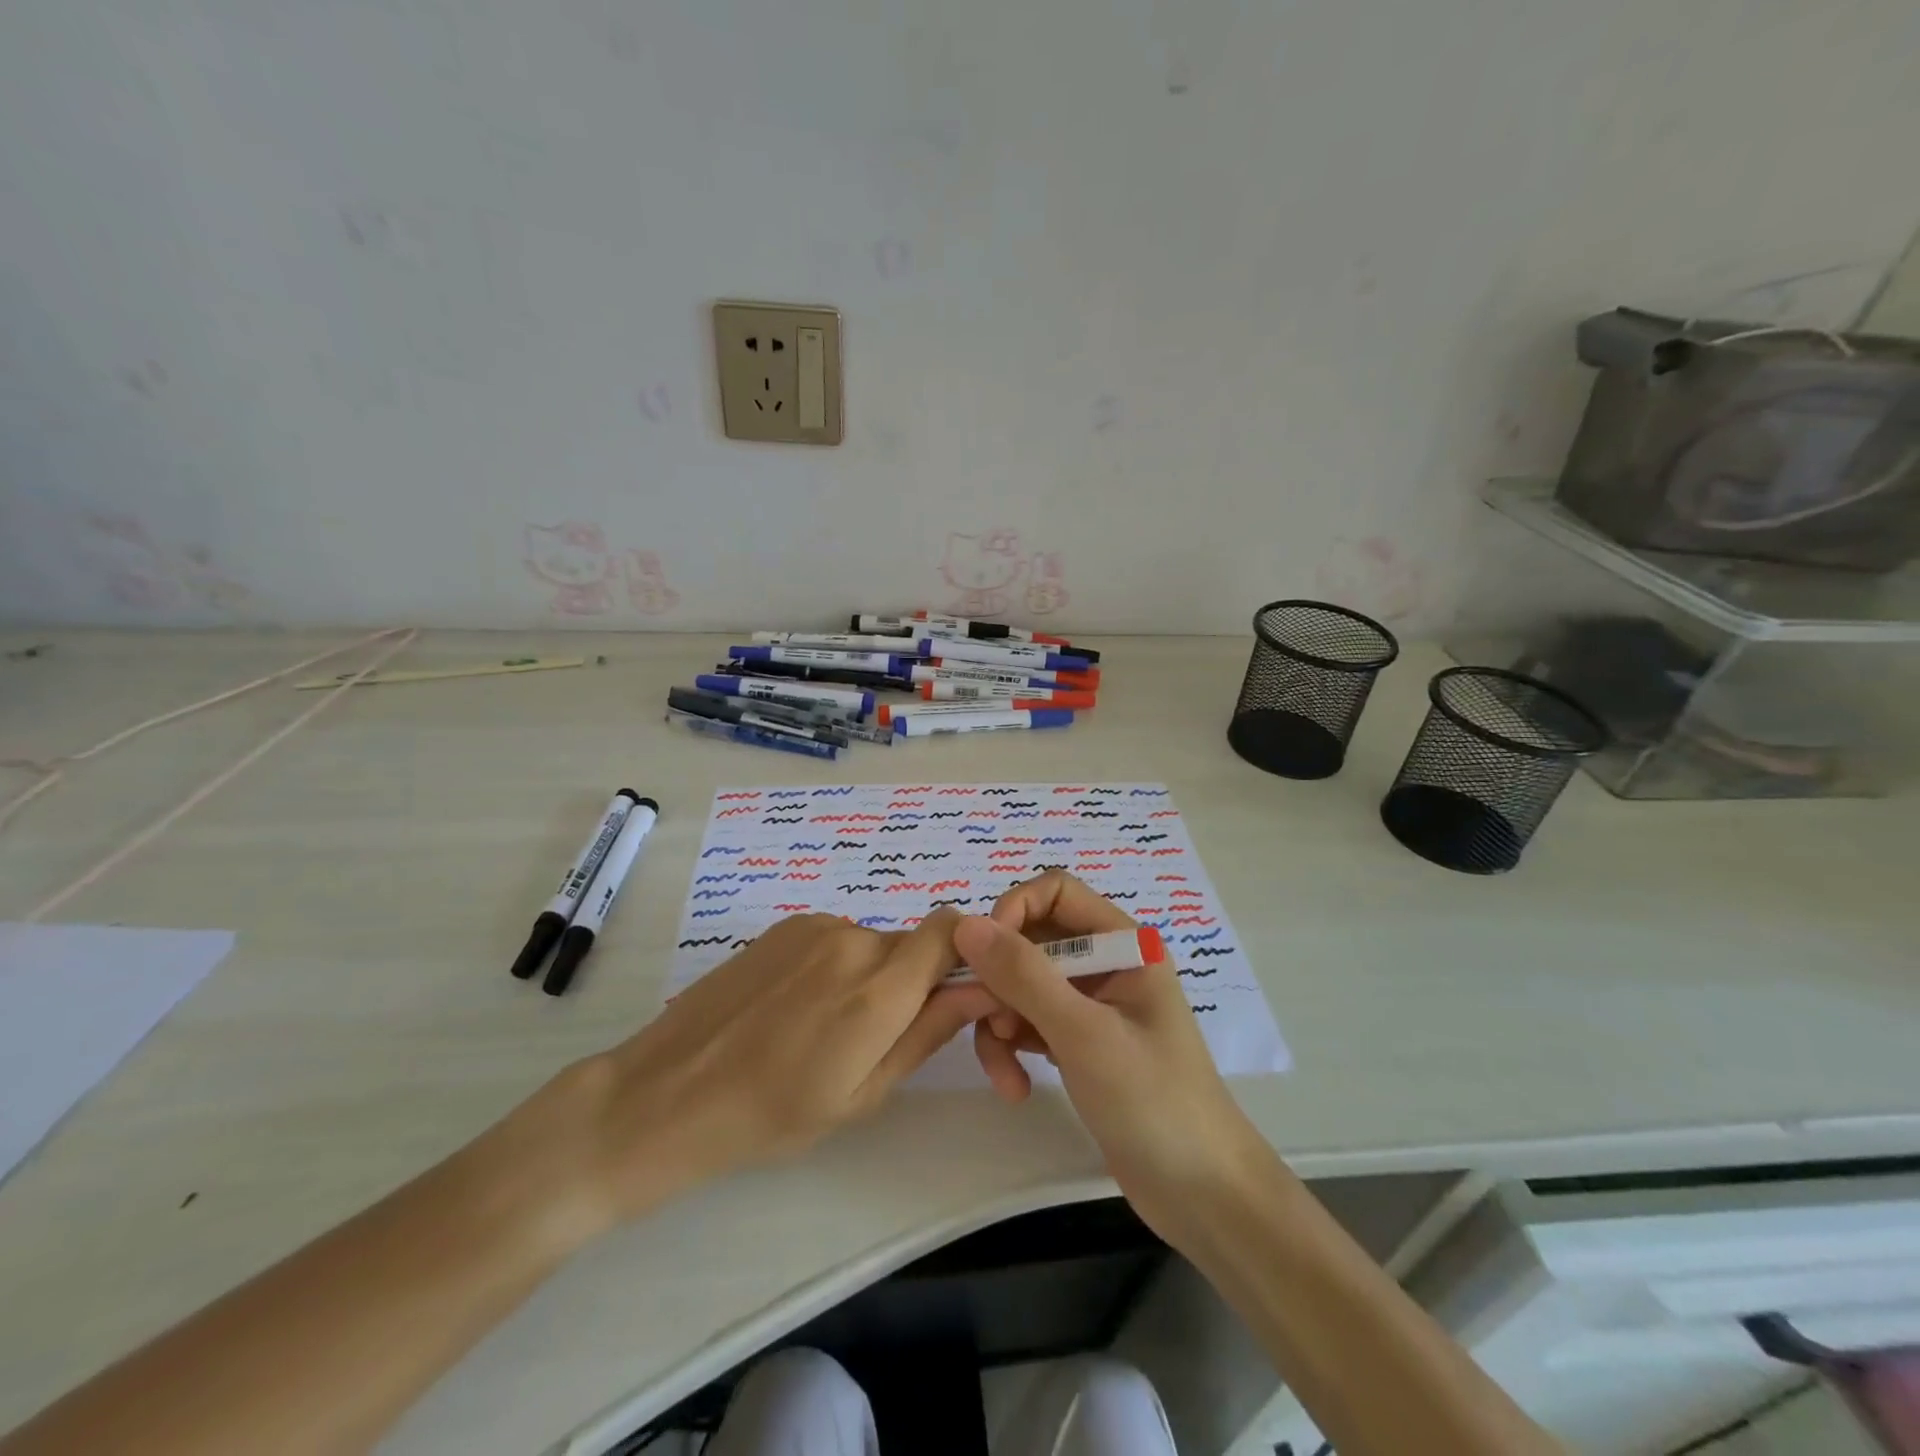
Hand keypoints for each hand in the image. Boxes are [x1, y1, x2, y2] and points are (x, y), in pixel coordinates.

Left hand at [519, 909, 984, 1235]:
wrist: (669, 1092)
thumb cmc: (773, 1115)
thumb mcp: (862, 1094)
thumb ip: (927, 1033)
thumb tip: (979, 989)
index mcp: (878, 990)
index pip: (951, 930)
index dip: (965, 952)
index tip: (953, 992)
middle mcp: (852, 941)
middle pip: (913, 943)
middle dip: (913, 979)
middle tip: (878, 1034)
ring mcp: (814, 927)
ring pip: (873, 942)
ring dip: (871, 974)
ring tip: (826, 1025)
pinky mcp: (785, 925)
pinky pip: (836, 937)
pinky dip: (837, 964)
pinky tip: (796, 1006)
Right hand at [951, 873, 1266, 1237]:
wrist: (1202, 1197)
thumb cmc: (1154, 1102)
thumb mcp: (1084, 1034)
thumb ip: (1024, 976)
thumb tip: (966, 924)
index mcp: (1124, 943)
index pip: (1056, 892)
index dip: (1014, 911)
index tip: (984, 954)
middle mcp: (1106, 963)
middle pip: (1032, 941)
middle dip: (1001, 980)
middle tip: (983, 1021)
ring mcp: (1092, 1004)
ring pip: (1023, 985)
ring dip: (1001, 1021)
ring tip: (1003, 1071)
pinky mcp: (1080, 1042)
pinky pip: (1029, 1022)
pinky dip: (1013, 1047)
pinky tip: (1015, 1086)